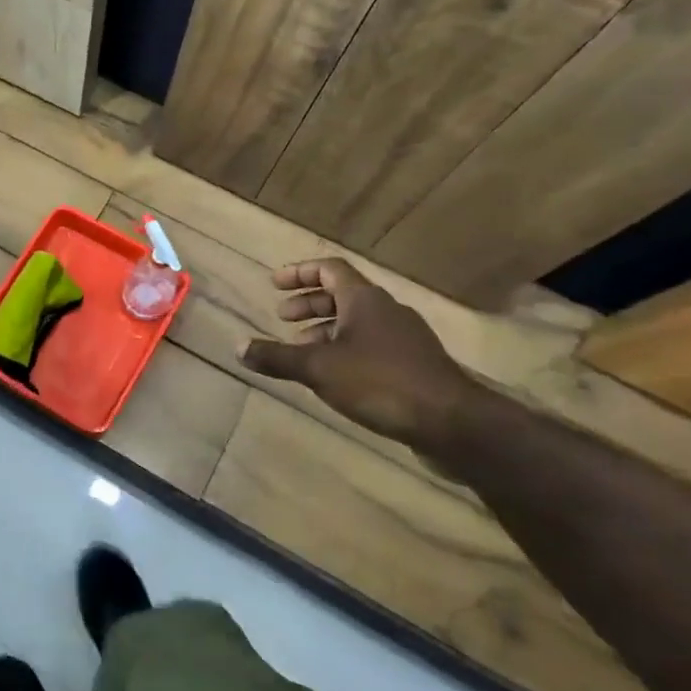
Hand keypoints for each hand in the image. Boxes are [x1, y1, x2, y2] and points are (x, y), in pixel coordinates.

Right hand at [239, 257, 478, 448]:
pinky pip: (372, 344)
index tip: (275, 284)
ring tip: (301, 349)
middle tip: (282, 317)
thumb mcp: (318, 368)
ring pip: (358, 321)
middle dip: (309, 303)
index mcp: (364, 299)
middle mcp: (386, 310)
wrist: (452, 423)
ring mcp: (405, 338)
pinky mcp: (415, 365)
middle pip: (343, 293)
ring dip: (326, 329)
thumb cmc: (380, 382)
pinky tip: (334, 376)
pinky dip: (346, 349)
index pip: (330, 268)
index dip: (299, 272)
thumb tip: (238, 347)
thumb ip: (277, 357)